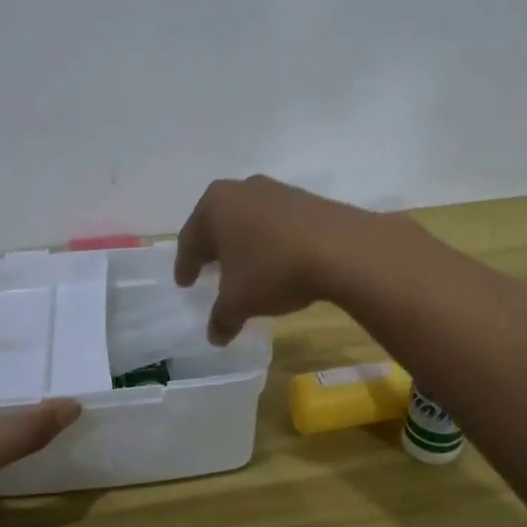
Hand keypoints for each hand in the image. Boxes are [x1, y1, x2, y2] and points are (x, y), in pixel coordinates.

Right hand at [173, 175, 389, 343]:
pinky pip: (278, 222)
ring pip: (249, 220)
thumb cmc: (273, 269)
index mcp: (214, 206)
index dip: (186, 265)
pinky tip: (279, 260)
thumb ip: (222, 318)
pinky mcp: (307, 199)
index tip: (185, 282)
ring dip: (245, 242)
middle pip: (218, 222)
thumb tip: (215, 336)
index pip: (190, 239)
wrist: (341, 248)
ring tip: (246, 265)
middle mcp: (242, 190)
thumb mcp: (240, 301)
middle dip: (214, 247)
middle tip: (210, 268)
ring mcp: (276, 190)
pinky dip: (272, 240)